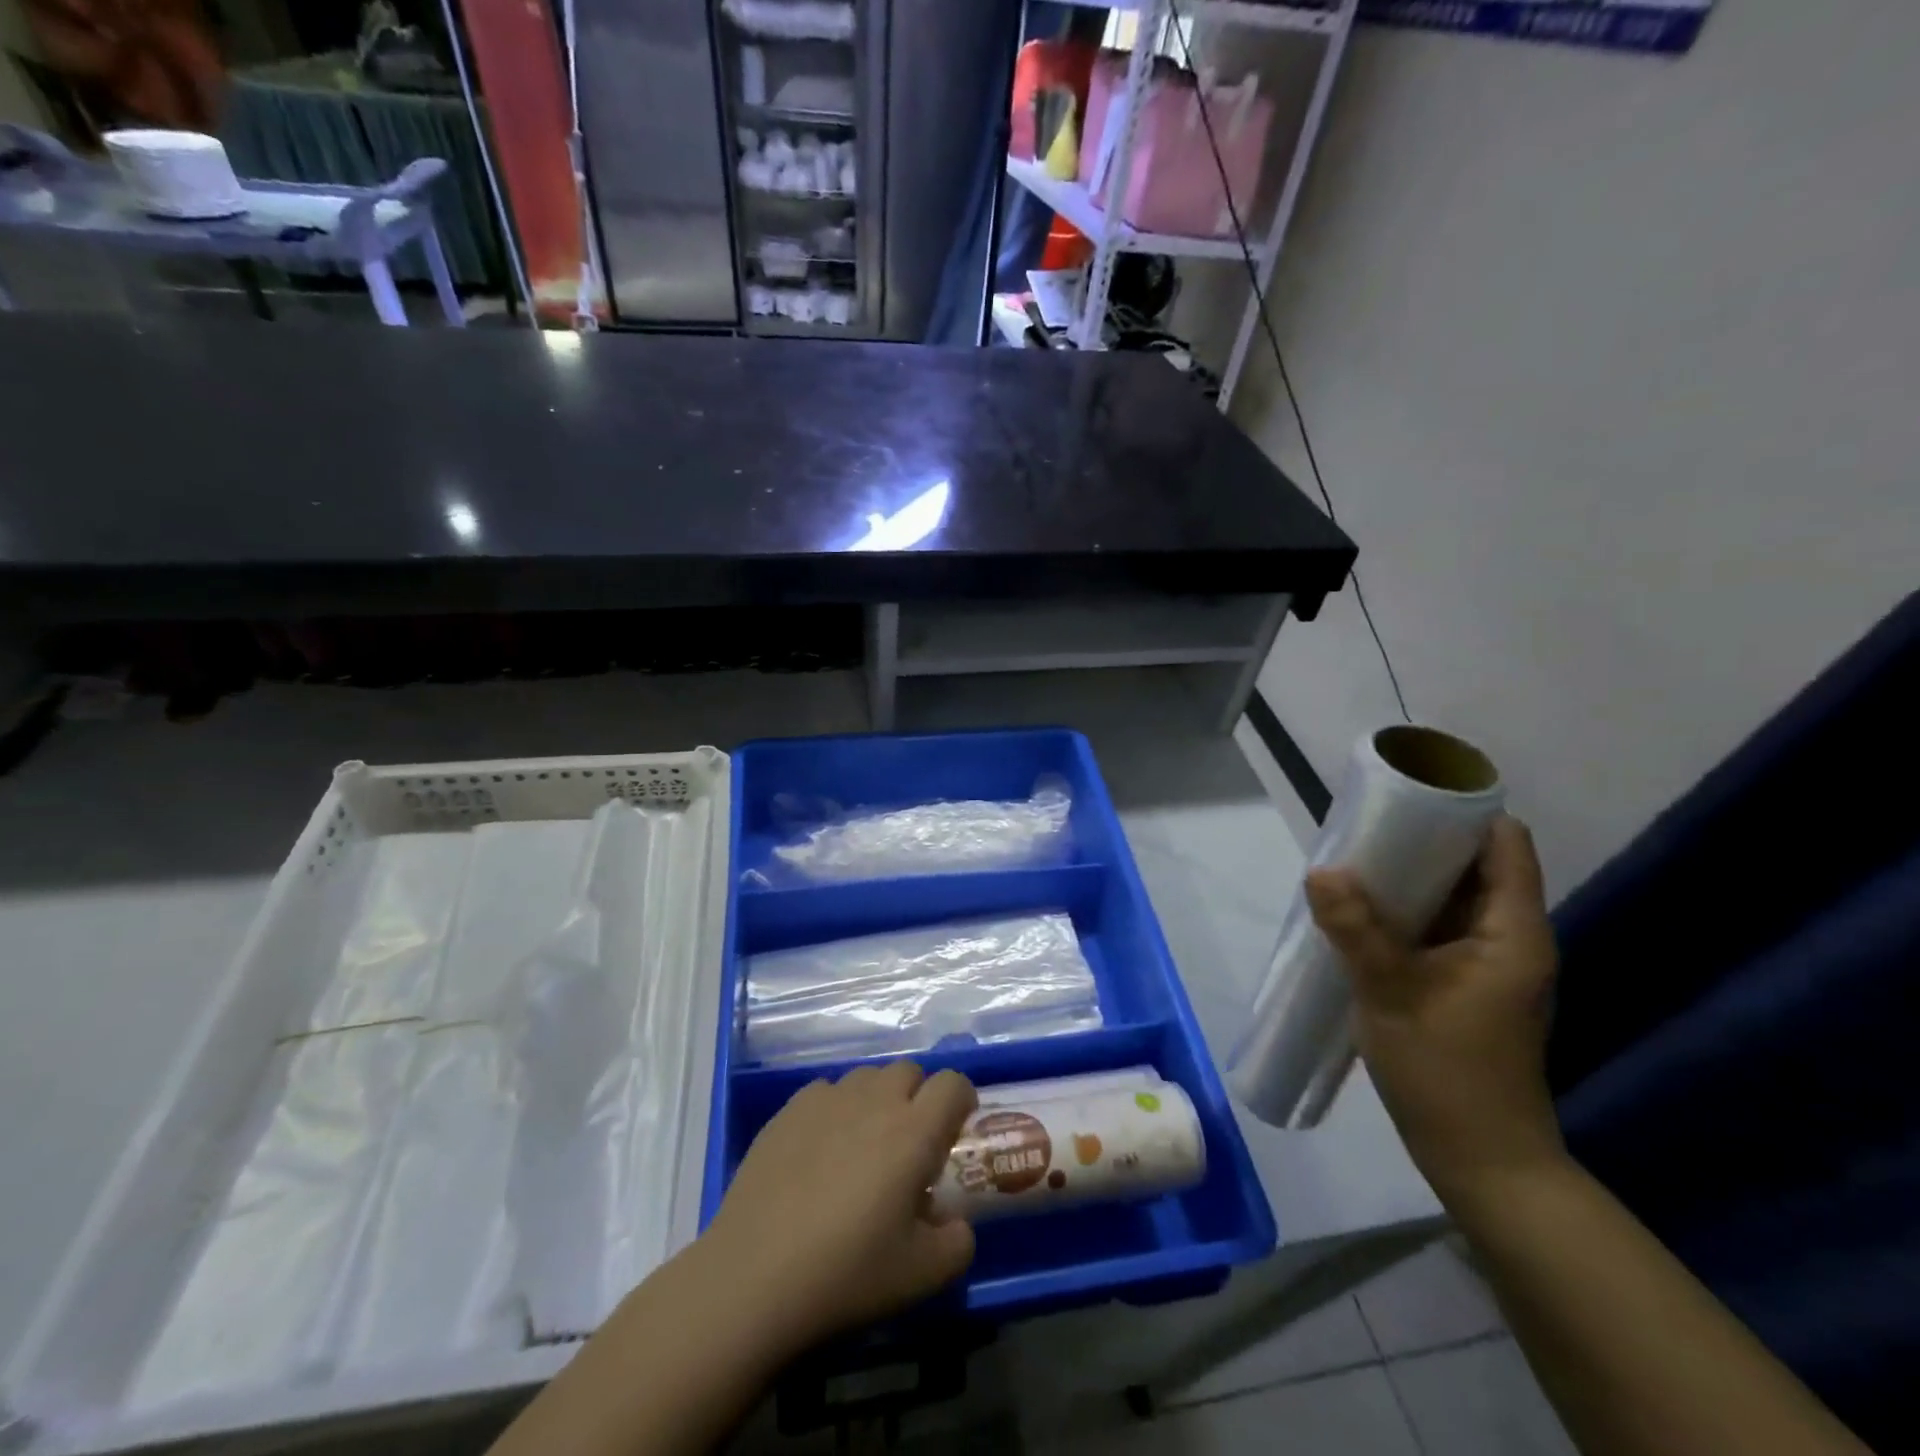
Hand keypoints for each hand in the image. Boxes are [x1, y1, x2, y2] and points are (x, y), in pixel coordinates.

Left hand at [702, 1061, 978, 1355]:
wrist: (754, 1277)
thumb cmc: (846, 1273)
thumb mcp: (922, 1275)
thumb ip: (957, 1243)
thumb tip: (953, 1222)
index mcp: (914, 1131)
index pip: (952, 1083)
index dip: (961, 1100)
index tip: (955, 1131)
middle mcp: (875, 1100)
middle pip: (909, 1071)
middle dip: (918, 1097)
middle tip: (909, 1144)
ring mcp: (828, 1099)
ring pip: (867, 1077)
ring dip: (877, 1099)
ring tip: (864, 1146)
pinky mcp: (789, 1109)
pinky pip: (827, 1091)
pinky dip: (836, 1109)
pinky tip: (821, 1150)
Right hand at [1305, 815, 1565, 1202]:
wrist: (1480, 1159)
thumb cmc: (1447, 1072)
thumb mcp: (1391, 994)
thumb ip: (1356, 929)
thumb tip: (1321, 869)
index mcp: (1512, 932)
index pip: (1505, 844)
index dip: (1463, 812)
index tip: (1406, 798)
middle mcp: (1508, 938)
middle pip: (1474, 865)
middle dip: (1421, 840)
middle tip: (1361, 827)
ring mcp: (1488, 963)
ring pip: (1451, 897)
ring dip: (1407, 878)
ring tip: (1353, 862)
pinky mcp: (1465, 984)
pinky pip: (1435, 927)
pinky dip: (1403, 911)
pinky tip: (1359, 913)